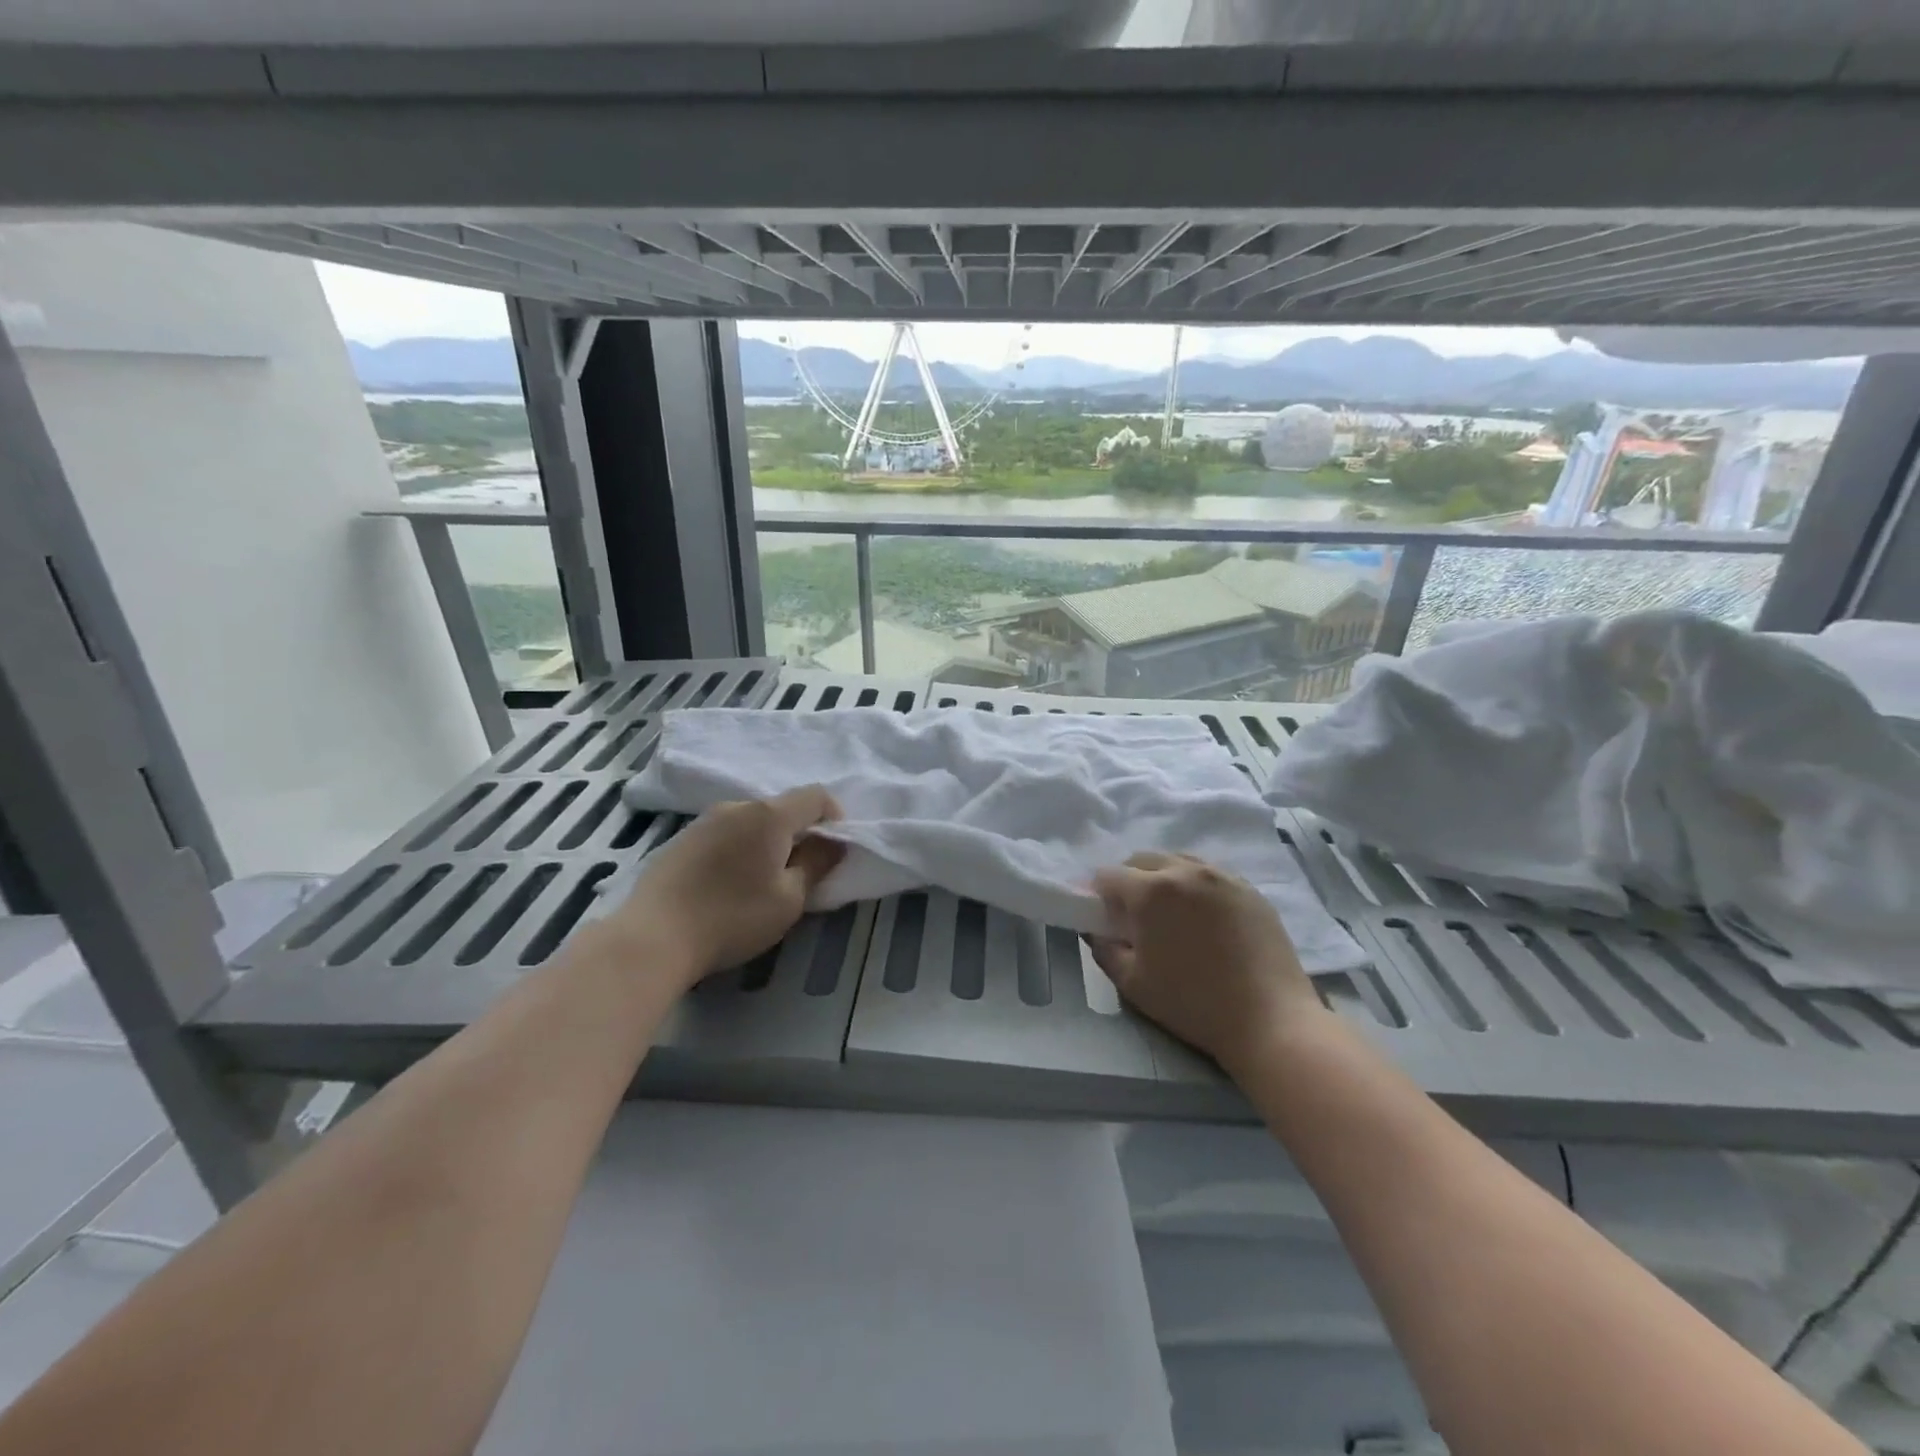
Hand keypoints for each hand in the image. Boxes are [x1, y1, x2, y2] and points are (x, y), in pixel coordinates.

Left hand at [607, 787, 844, 986]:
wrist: (653, 937)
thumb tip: (833, 843)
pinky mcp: (681, 839)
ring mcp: (704, 821)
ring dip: (767, 841)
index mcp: (769, 815)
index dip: (834, 816)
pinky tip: (730, 883)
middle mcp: (737, 806)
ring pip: (751, 821)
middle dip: (799, 832)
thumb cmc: (732, 917)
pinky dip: (739, 849)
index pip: (815, 795)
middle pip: (781, 808)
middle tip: (801, 871)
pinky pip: (725, 833)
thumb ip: (817, 864)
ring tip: (763, 880)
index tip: (834, 849)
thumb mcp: (789, 899)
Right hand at [1090, 852, 1325, 1072]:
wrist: (1271, 1020)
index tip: (1105, 918)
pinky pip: (1210, 875)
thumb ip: (1104, 949)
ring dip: (1164, 879)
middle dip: (1130, 881)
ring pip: (1178, 862)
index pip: (1108, 875)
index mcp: (1150, 891)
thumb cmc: (1192, 1003)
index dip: (1099, 895)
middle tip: (1135, 916)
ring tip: (1171, 914)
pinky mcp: (1249, 889)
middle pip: (1142, 859)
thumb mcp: (1132, 983)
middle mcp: (1184, 871)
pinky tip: (1204, 919)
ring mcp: (1221, 876)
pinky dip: (1196, 887)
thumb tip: (1097, 929)